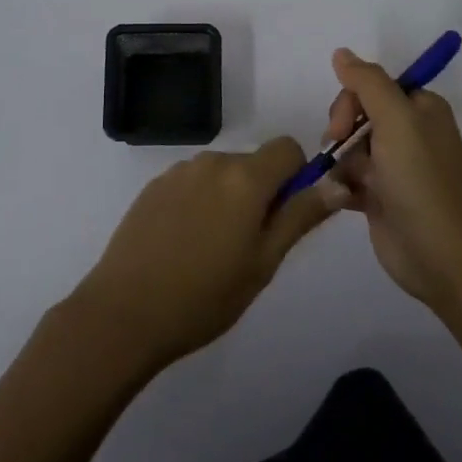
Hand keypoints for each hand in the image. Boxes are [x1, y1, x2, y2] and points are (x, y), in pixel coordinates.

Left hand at [72, 138, 334, 370]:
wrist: (124, 313)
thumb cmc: (205, 296)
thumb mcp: (264, 262)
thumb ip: (301, 216)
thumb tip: (337, 183)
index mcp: (246, 177)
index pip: (288, 148)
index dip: (296, 176)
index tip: (286, 215)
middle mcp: (213, 161)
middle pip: (254, 162)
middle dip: (261, 192)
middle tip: (249, 245)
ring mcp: (178, 172)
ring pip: (222, 173)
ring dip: (229, 197)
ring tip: (212, 249)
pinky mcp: (153, 186)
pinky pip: (192, 183)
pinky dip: (199, 202)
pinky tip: (183, 244)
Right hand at [321, 48, 461, 306]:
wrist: (440, 254)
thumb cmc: (420, 179)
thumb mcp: (397, 120)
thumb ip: (367, 82)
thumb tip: (341, 52)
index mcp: (420, 108)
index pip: (373, 86)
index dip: (351, 100)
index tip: (341, 125)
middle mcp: (409, 133)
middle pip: (357, 115)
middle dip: (341, 131)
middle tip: (337, 150)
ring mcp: (394, 167)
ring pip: (349, 148)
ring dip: (339, 163)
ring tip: (342, 184)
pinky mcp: (381, 197)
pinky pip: (349, 179)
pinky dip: (342, 187)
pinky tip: (342, 200)